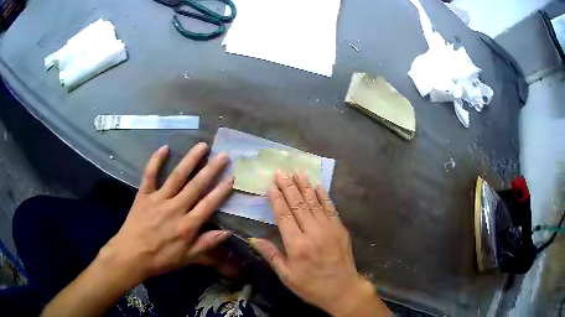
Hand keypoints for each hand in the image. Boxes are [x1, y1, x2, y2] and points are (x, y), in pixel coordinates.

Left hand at [100, 143, 233, 285]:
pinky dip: (156, 160)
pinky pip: (150, 174)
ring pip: (177, 176)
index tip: (232, 176)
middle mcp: (175, 208)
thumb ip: (207, 244)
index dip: (221, 190)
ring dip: (190, 160)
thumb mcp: (187, 258)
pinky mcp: (144, 194)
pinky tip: (164, 148)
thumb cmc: (161, 258)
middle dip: (211, 169)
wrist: (132, 255)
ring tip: (202, 146)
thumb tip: (227, 232)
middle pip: (196, 186)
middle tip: (223, 155)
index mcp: (187, 225)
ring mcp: (158, 199)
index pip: (208, 204)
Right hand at [249, 172, 389, 316]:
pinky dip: (323, 196)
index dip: (277, 198)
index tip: (271, 184)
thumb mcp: (287, 276)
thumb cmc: (311, 286)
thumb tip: (253, 238)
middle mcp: (313, 233)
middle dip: (288, 186)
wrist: (343, 290)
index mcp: (297, 245)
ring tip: (297, 172)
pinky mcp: (341, 229)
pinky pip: (331, 208)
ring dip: (305, 186)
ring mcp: (329, 229)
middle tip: (281, 171)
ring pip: (314, 203)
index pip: (284, 215)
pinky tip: (318, 186)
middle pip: (298, 205)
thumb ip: (271, 255)